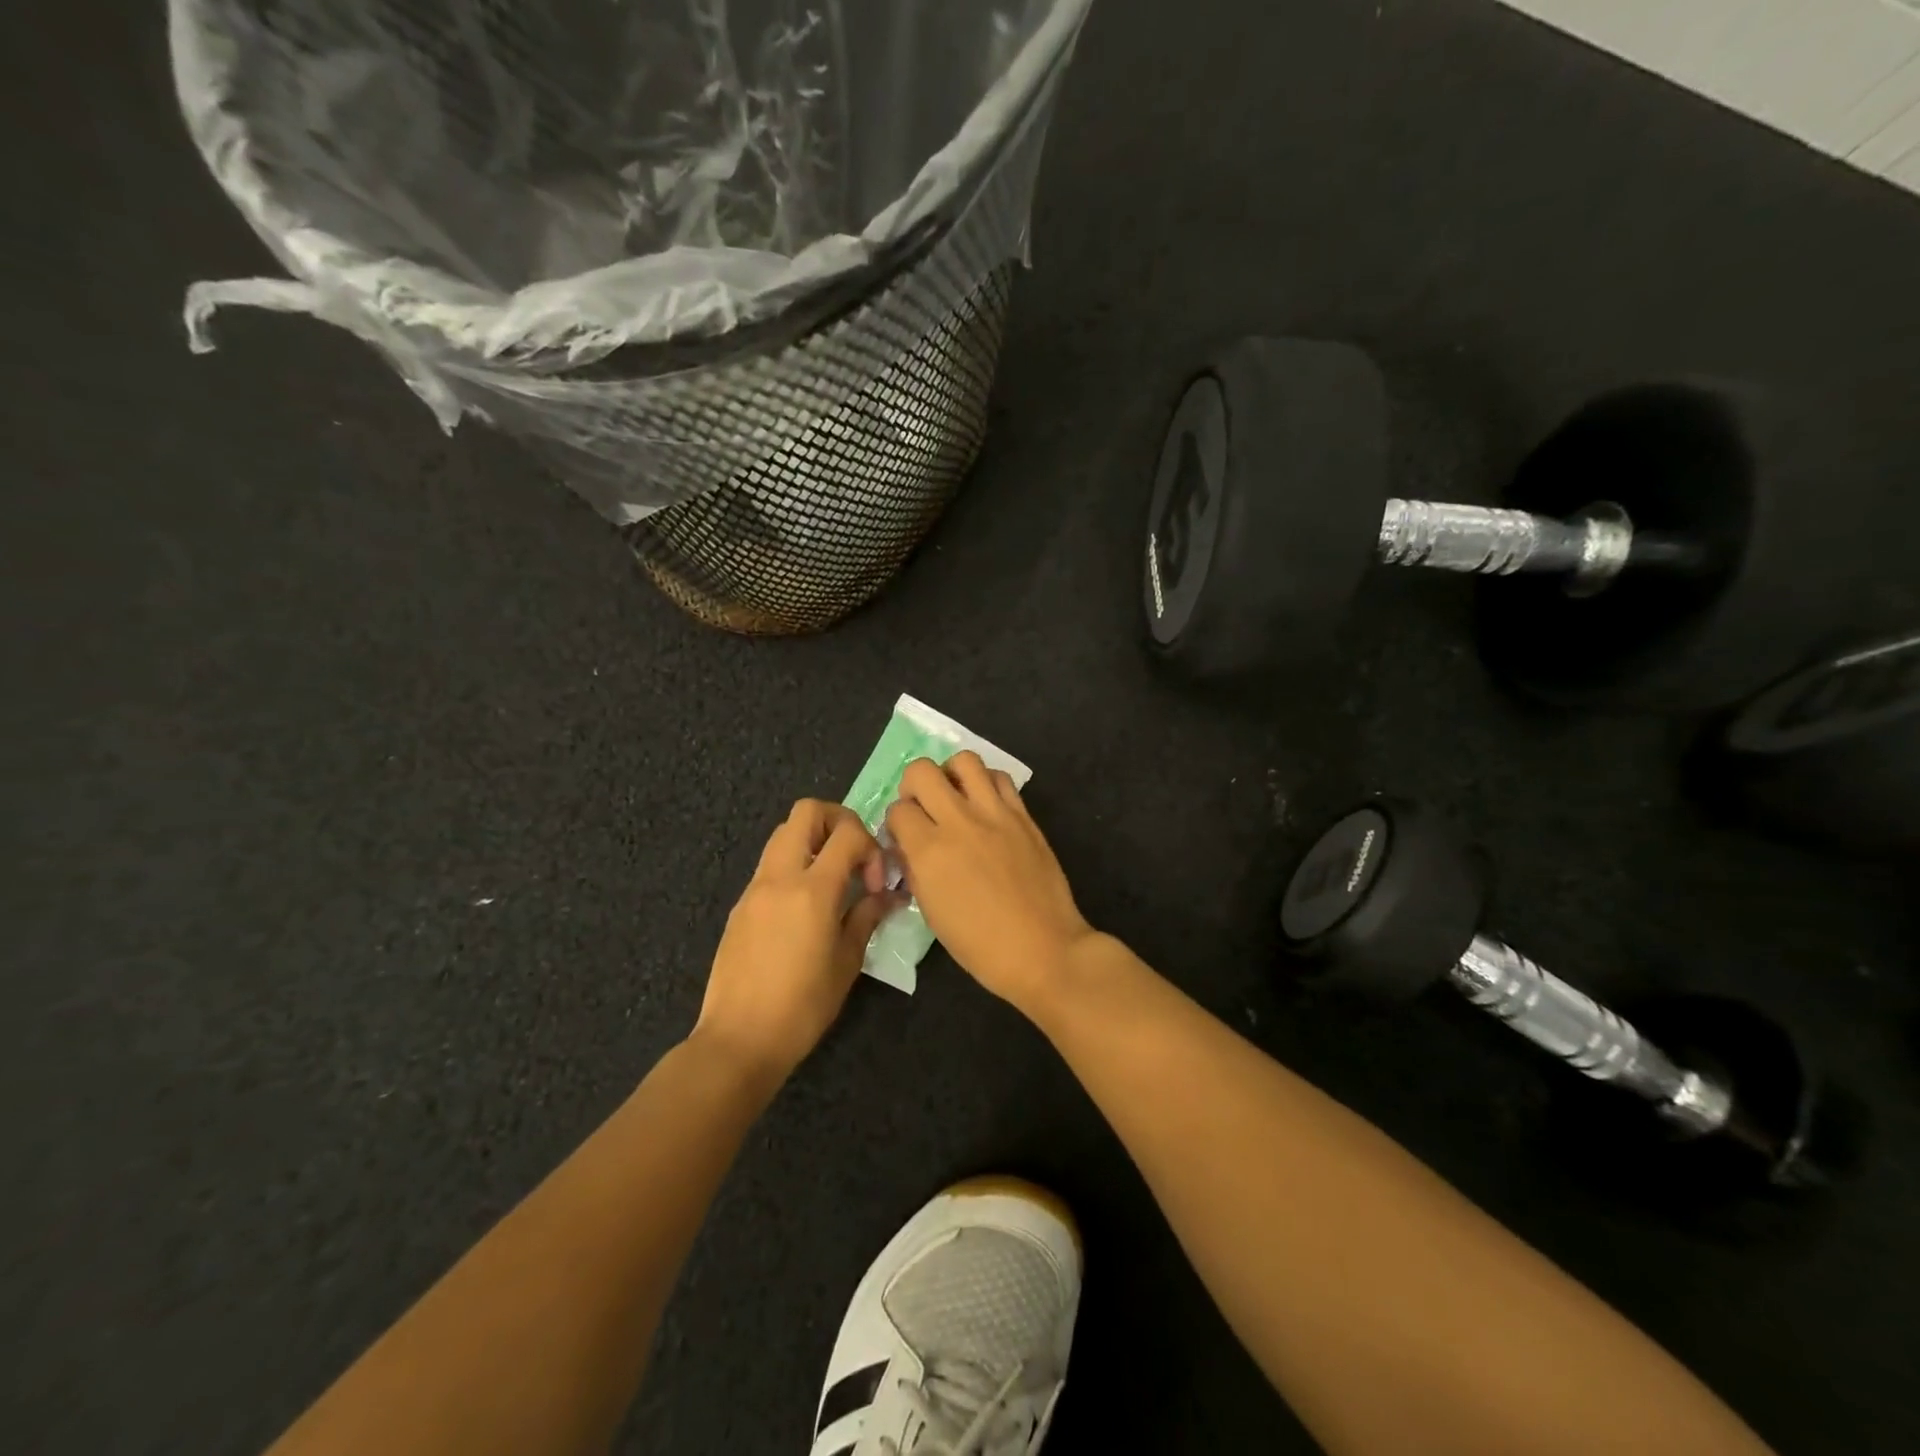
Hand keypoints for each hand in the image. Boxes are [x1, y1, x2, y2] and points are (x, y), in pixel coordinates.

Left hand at [694, 800, 895, 1088]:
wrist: (739, 1039)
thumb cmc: (803, 1006)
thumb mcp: (847, 962)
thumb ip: (867, 917)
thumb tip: (886, 895)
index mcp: (812, 889)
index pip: (847, 833)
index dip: (870, 846)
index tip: (875, 882)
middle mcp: (780, 877)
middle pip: (806, 812)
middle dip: (838, 821)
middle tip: (854, 855)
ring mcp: (755, 888)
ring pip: (783, 834)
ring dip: (813, 841)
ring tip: (832, 880)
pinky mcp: (740, 905)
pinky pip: (770, 865)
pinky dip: (794, 866)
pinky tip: (806, 907)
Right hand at [884, 752, 1096, 1014]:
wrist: (1042, 948)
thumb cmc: (980, 945)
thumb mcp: (932, 912)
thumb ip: (916, 870)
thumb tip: (908, 846)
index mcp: (930, 851)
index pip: (897, 810)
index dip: (896, 822)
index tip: (904, 836)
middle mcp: (959, 821)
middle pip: (922, 771)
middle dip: (913, 785)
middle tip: (923, 806)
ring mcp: (995, 813)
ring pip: (965, 760)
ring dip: (952, 774)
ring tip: (956, 796)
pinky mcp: (1023, 815)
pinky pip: (1000, 778)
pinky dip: (987, 783)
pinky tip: (986, 805)